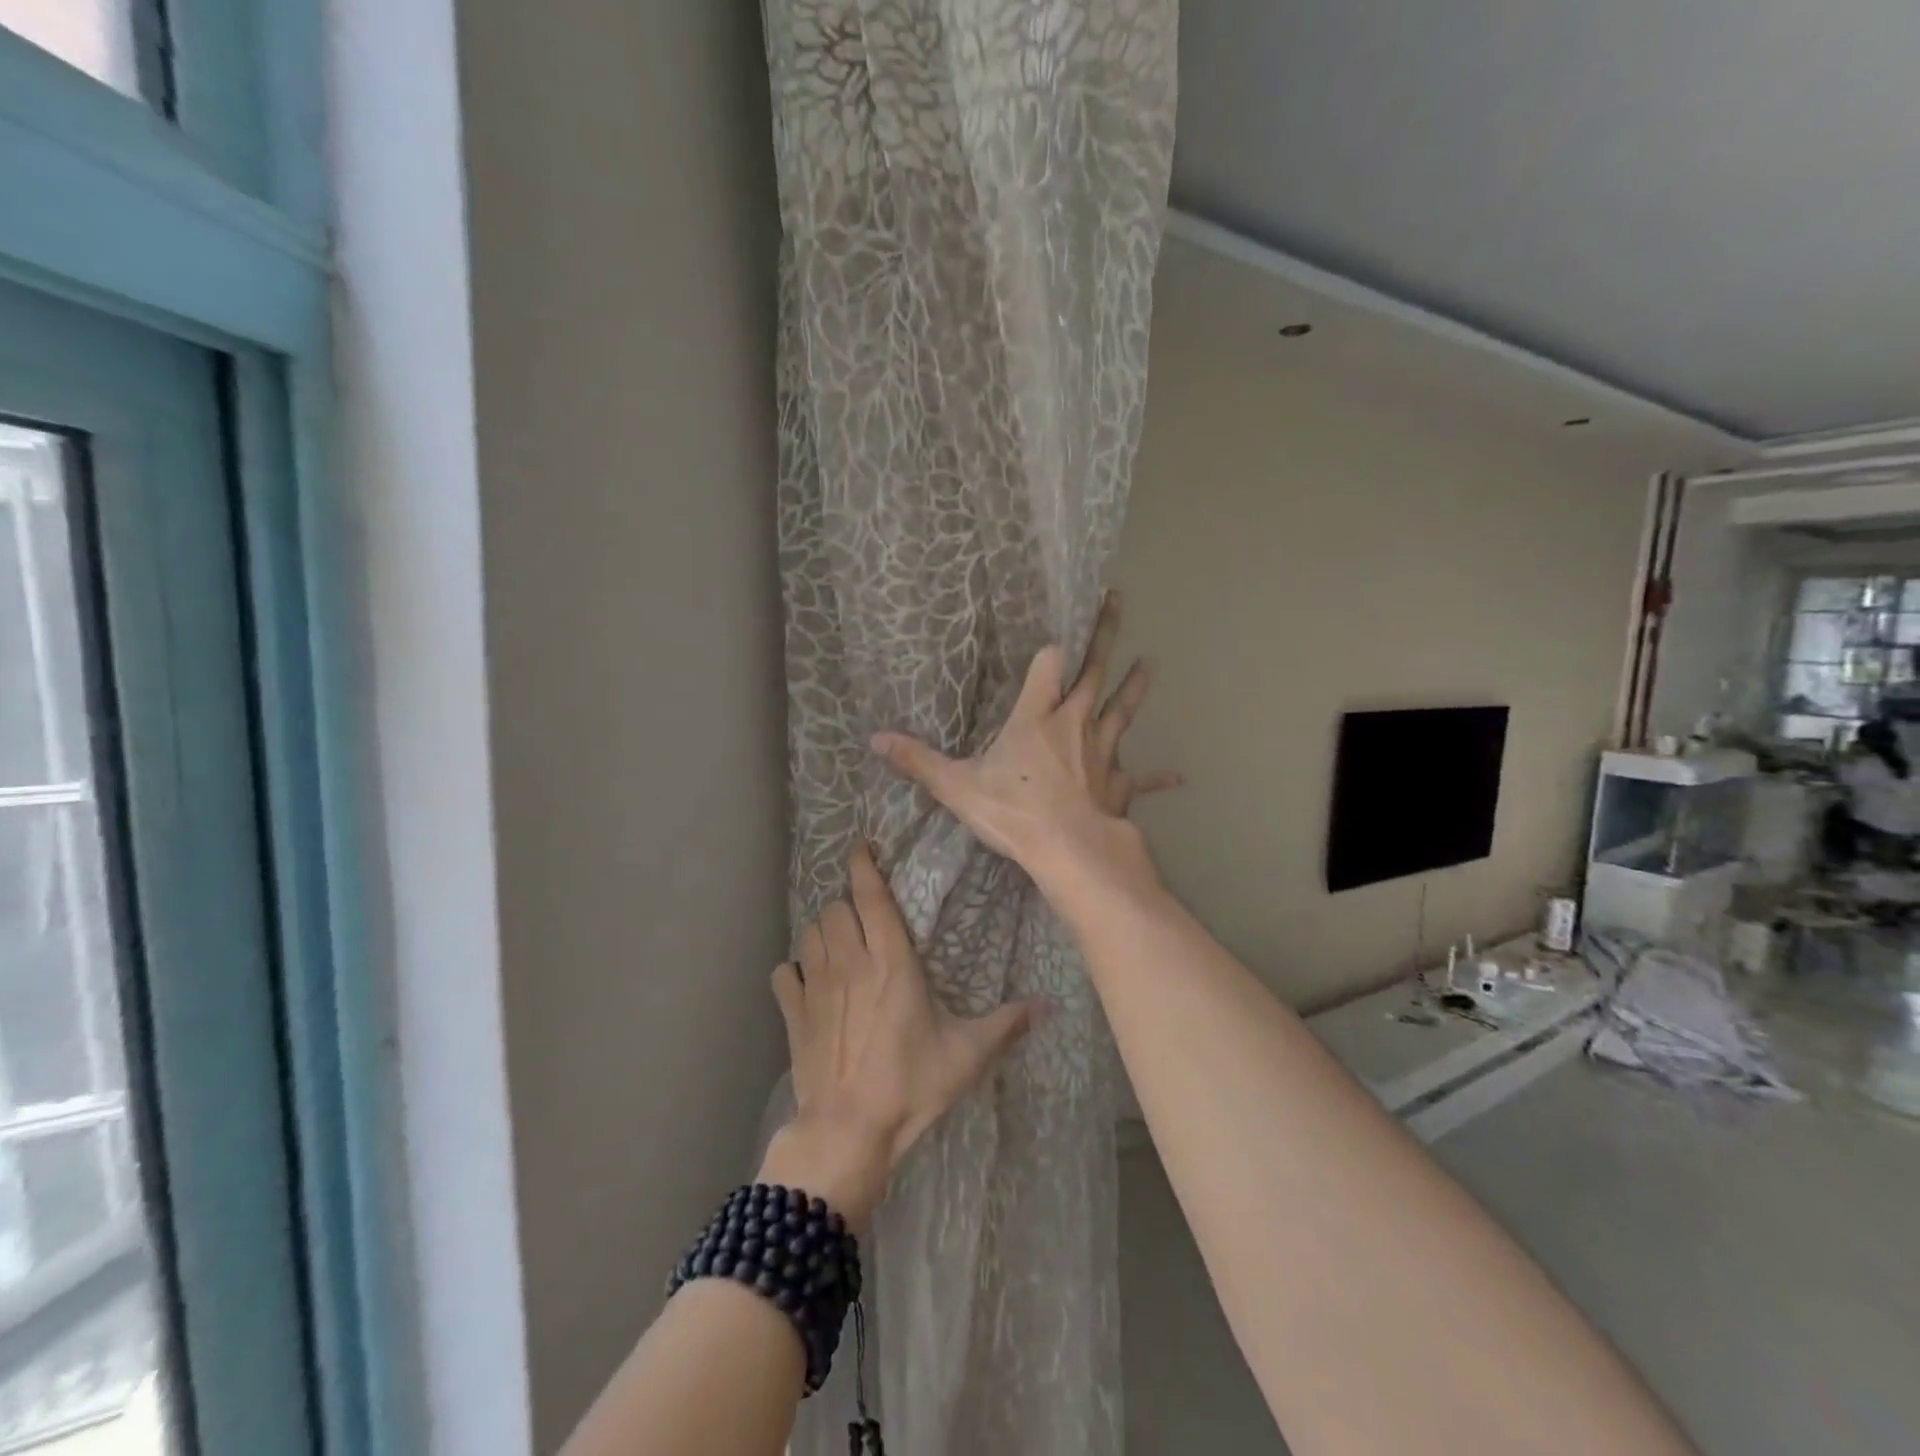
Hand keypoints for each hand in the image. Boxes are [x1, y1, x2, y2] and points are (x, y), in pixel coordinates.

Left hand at [759, 842, 1043, 1230]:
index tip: (861, 847)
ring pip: (808, 934)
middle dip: (847, 906)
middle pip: (835, 910)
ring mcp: (815, 988)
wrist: (848, 1132)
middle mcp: (850, 963)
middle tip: (863, 918)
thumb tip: (1049, 1005)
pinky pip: (783, 975)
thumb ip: (1007, 1024)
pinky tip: (803, 980)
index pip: (871, 897)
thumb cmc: (910, 1087)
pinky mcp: (793, 1015)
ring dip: (822, 931)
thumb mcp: (967, 1055)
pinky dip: (792, 970)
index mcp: (891, 962)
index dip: (864, 866)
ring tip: (838, 943)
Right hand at [870, 590, 1179, 893]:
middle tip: (1117, 601)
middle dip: (1104, 636)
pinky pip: (1140, 779)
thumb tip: (875, 739)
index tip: (1053, 639)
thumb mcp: (957, 787)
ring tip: (1150, 664)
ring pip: (1122, 711)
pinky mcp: (1118, 784)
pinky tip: (1179, 777)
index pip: (1047, 666)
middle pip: (1094, 673)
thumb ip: (918, 761)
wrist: (1069, 851)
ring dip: (1135, 687)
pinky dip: (1157, 778)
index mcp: (1038, 717)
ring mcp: (1102, 753)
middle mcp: (1075, 724)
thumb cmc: (1014, 813)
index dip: (1049, 651)